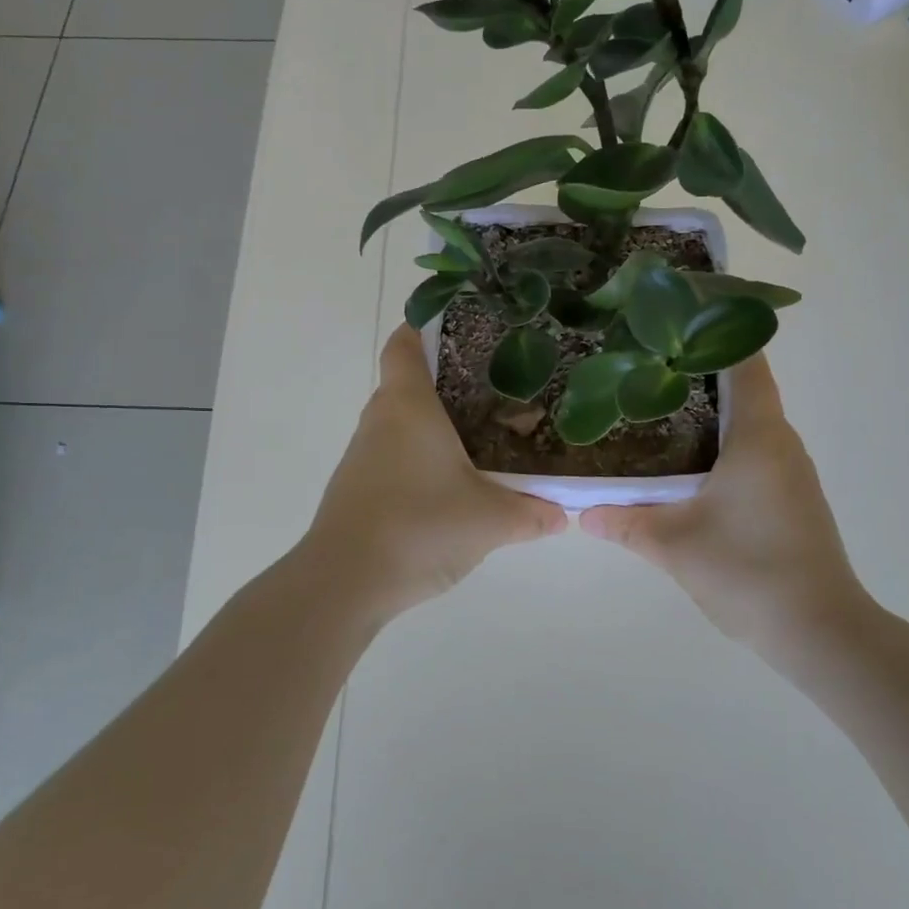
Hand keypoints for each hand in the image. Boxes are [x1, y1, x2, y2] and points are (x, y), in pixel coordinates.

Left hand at [302, 325, 567, 621]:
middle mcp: (381, 419)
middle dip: (453, 381)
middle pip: (411, 382)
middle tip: (499, 388)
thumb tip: (563, 513)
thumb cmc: (419, 527)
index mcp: (408, 405)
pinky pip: (396, 453)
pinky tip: (456, 480)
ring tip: (487, 434)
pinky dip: (424, 454)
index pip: (406, 343)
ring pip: (405, 422)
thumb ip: (532, 512)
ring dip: (440, 423)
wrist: (345, 582)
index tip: (463, 327)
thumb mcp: (491, 520)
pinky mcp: (360, 486)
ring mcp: (364, 454)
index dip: (427, 326)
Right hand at [580, 356, 862, 651]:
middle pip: (744, 390)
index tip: (679, 320)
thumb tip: (583, 513)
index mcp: (758, 437)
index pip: (746, 364)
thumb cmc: (748, 570)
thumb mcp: (674, 545)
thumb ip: (626, 523)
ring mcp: (792, 473)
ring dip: (710, 414)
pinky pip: (755, 454)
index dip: (718, 334)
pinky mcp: (793, 500)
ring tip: (657, 409)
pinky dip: (723, 445)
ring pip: (749, 425)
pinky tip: (687, 466)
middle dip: (699, 373)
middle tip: (647, 366)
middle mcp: (782, 444)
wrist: (820, 631)